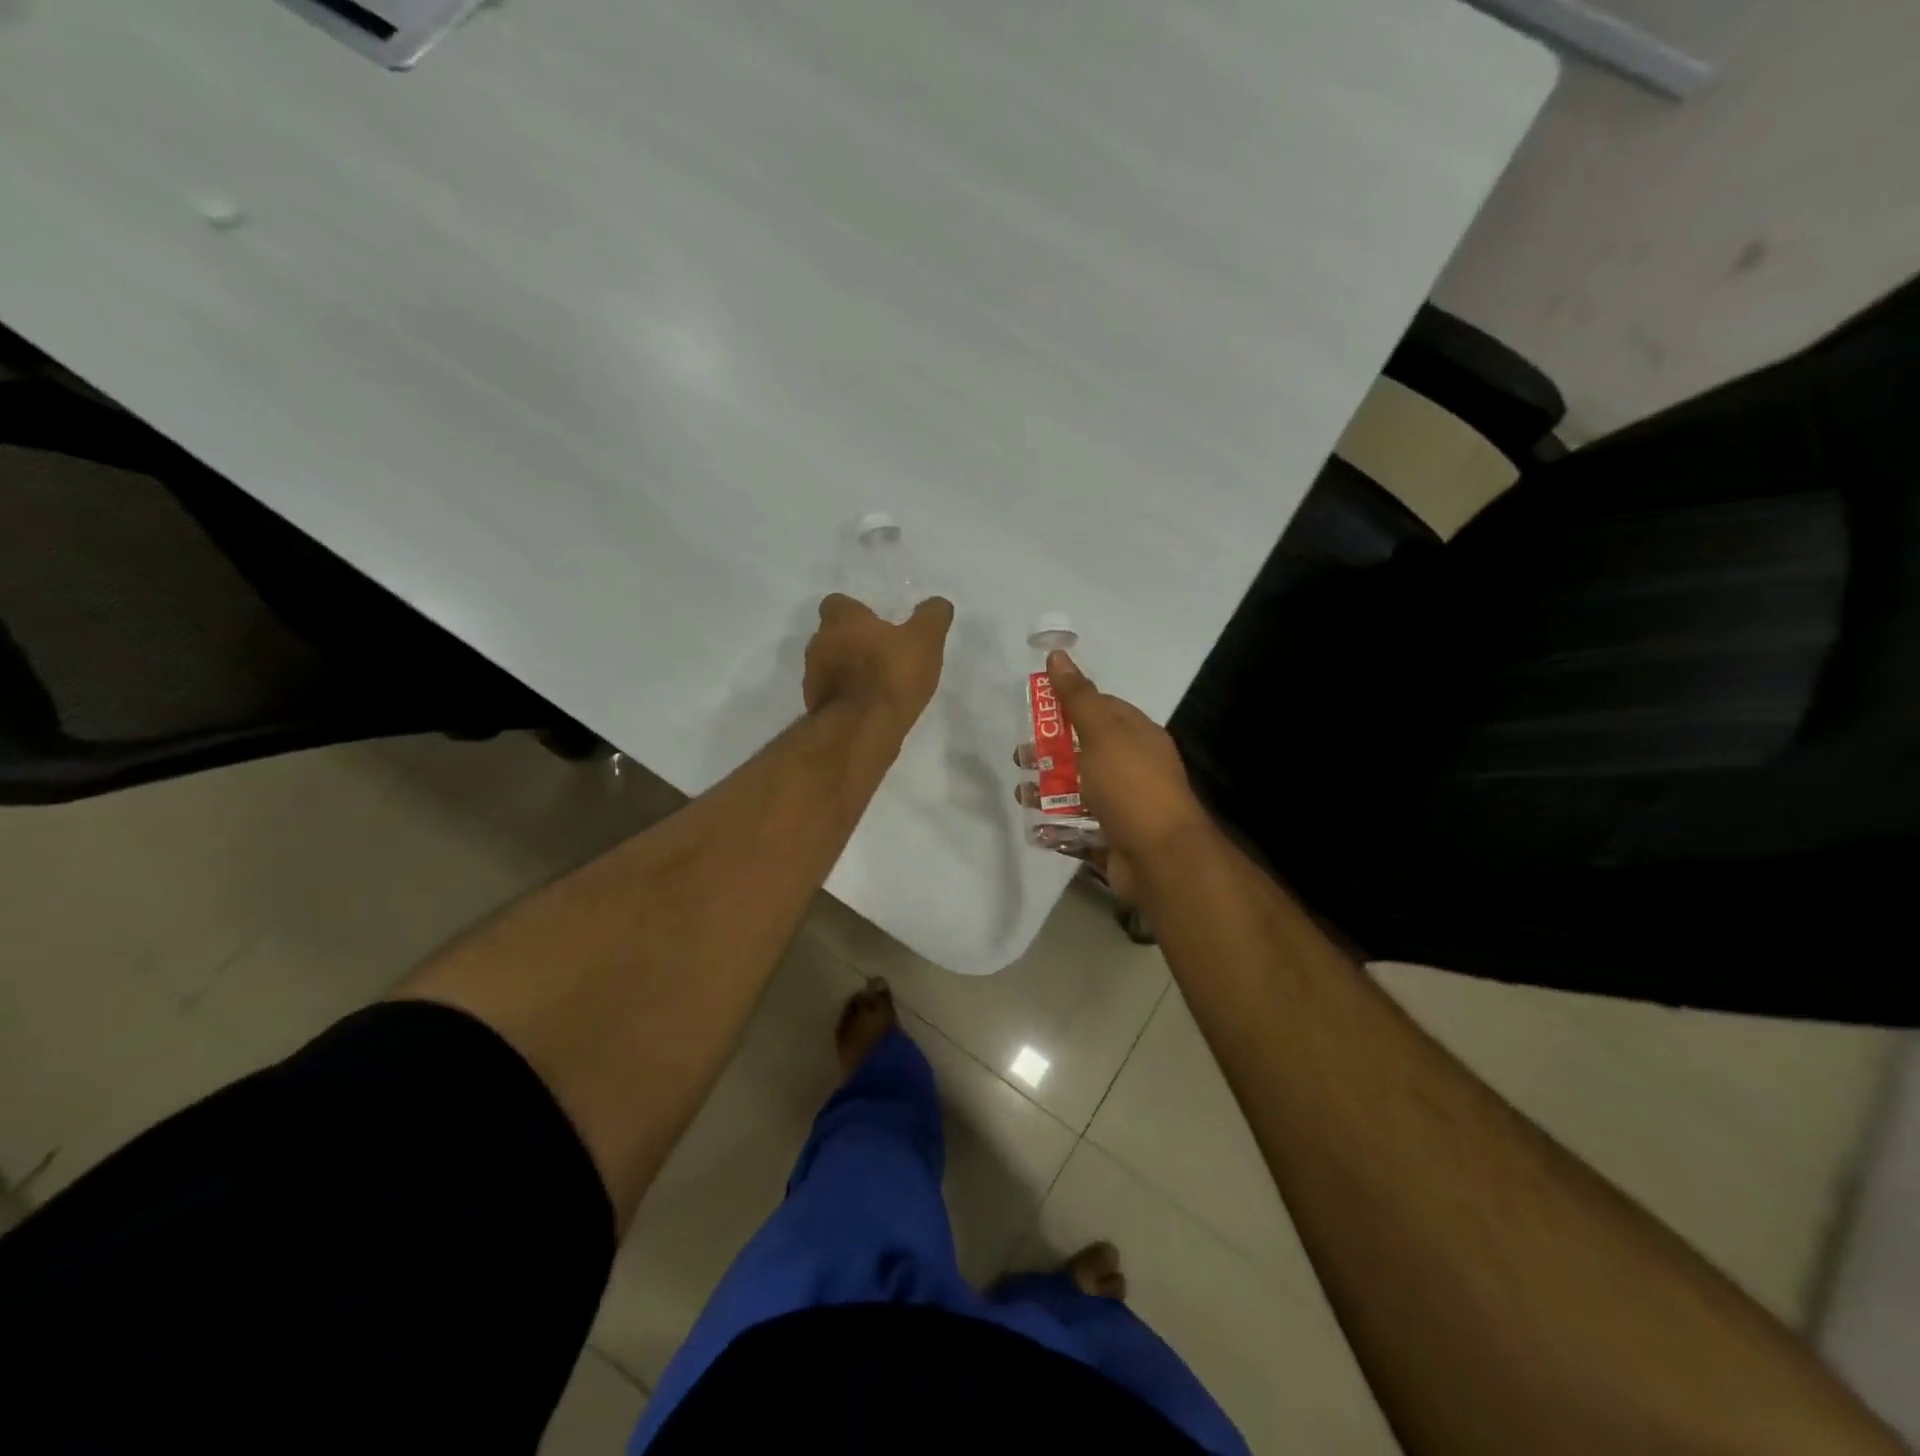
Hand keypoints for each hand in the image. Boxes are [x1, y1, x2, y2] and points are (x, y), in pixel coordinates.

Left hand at [803, 593, 954, 740]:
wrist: (860, 730)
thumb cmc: (890, 675)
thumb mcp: (924, 641)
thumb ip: (931, 618)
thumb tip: (938, 604)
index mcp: (841, 620)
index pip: (837, 603)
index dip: (855, 611)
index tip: (876, 623)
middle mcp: (819, 644)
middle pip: (831, 635)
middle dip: (852, 642)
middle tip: (880, 653)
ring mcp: (813, 678)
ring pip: (829, 666)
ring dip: (847, 671)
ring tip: (876, 684)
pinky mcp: (816, 708)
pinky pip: (831, 695)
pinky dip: (846, 697)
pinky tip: (869, 708)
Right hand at [1020, 650, 1211, 899]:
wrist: (1161, 858)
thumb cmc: (1131, 786)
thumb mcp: (1102, 734)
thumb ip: (1077, 698)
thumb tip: (1058, 654)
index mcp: (1137, 736)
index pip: (1102, 709)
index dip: (1069, 706)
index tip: (1036, 709)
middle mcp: (1133, 768)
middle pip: (1085, 751)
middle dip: (1050, 752)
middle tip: (1020, 757)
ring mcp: (1124, 805)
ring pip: (1079, 791)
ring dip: (1048, 790)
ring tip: (1022, 794)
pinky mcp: (1112, 838)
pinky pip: (1079, 826)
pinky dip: (1057, 825)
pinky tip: (1037, 826)